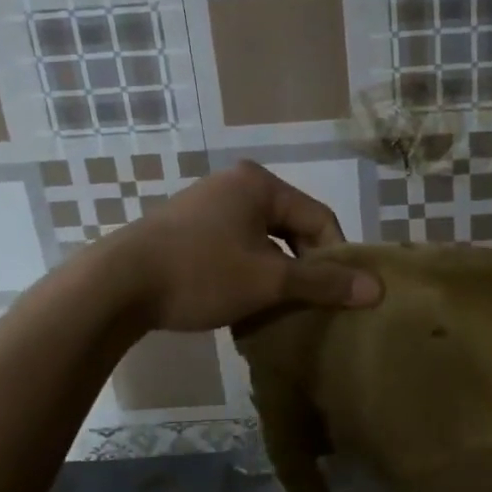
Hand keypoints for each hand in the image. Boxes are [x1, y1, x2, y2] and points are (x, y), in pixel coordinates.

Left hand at [100, 162, 380, 330]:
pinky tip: (241, 301)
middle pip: (290, 226)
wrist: (115, 286)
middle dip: (303, 266)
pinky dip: (247, 271)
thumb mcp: (268, 281)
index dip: (335, 257)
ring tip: (276, 307)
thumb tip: (377, 289)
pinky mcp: (186, 227)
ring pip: (262, 239)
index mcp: (260, 184)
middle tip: (306, 304)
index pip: (319, 217)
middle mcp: (235, 184)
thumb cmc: (200, 274)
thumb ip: (323, 283)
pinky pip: (235, 245)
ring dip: (275, 273)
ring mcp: (207, 204)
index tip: (336, 296)